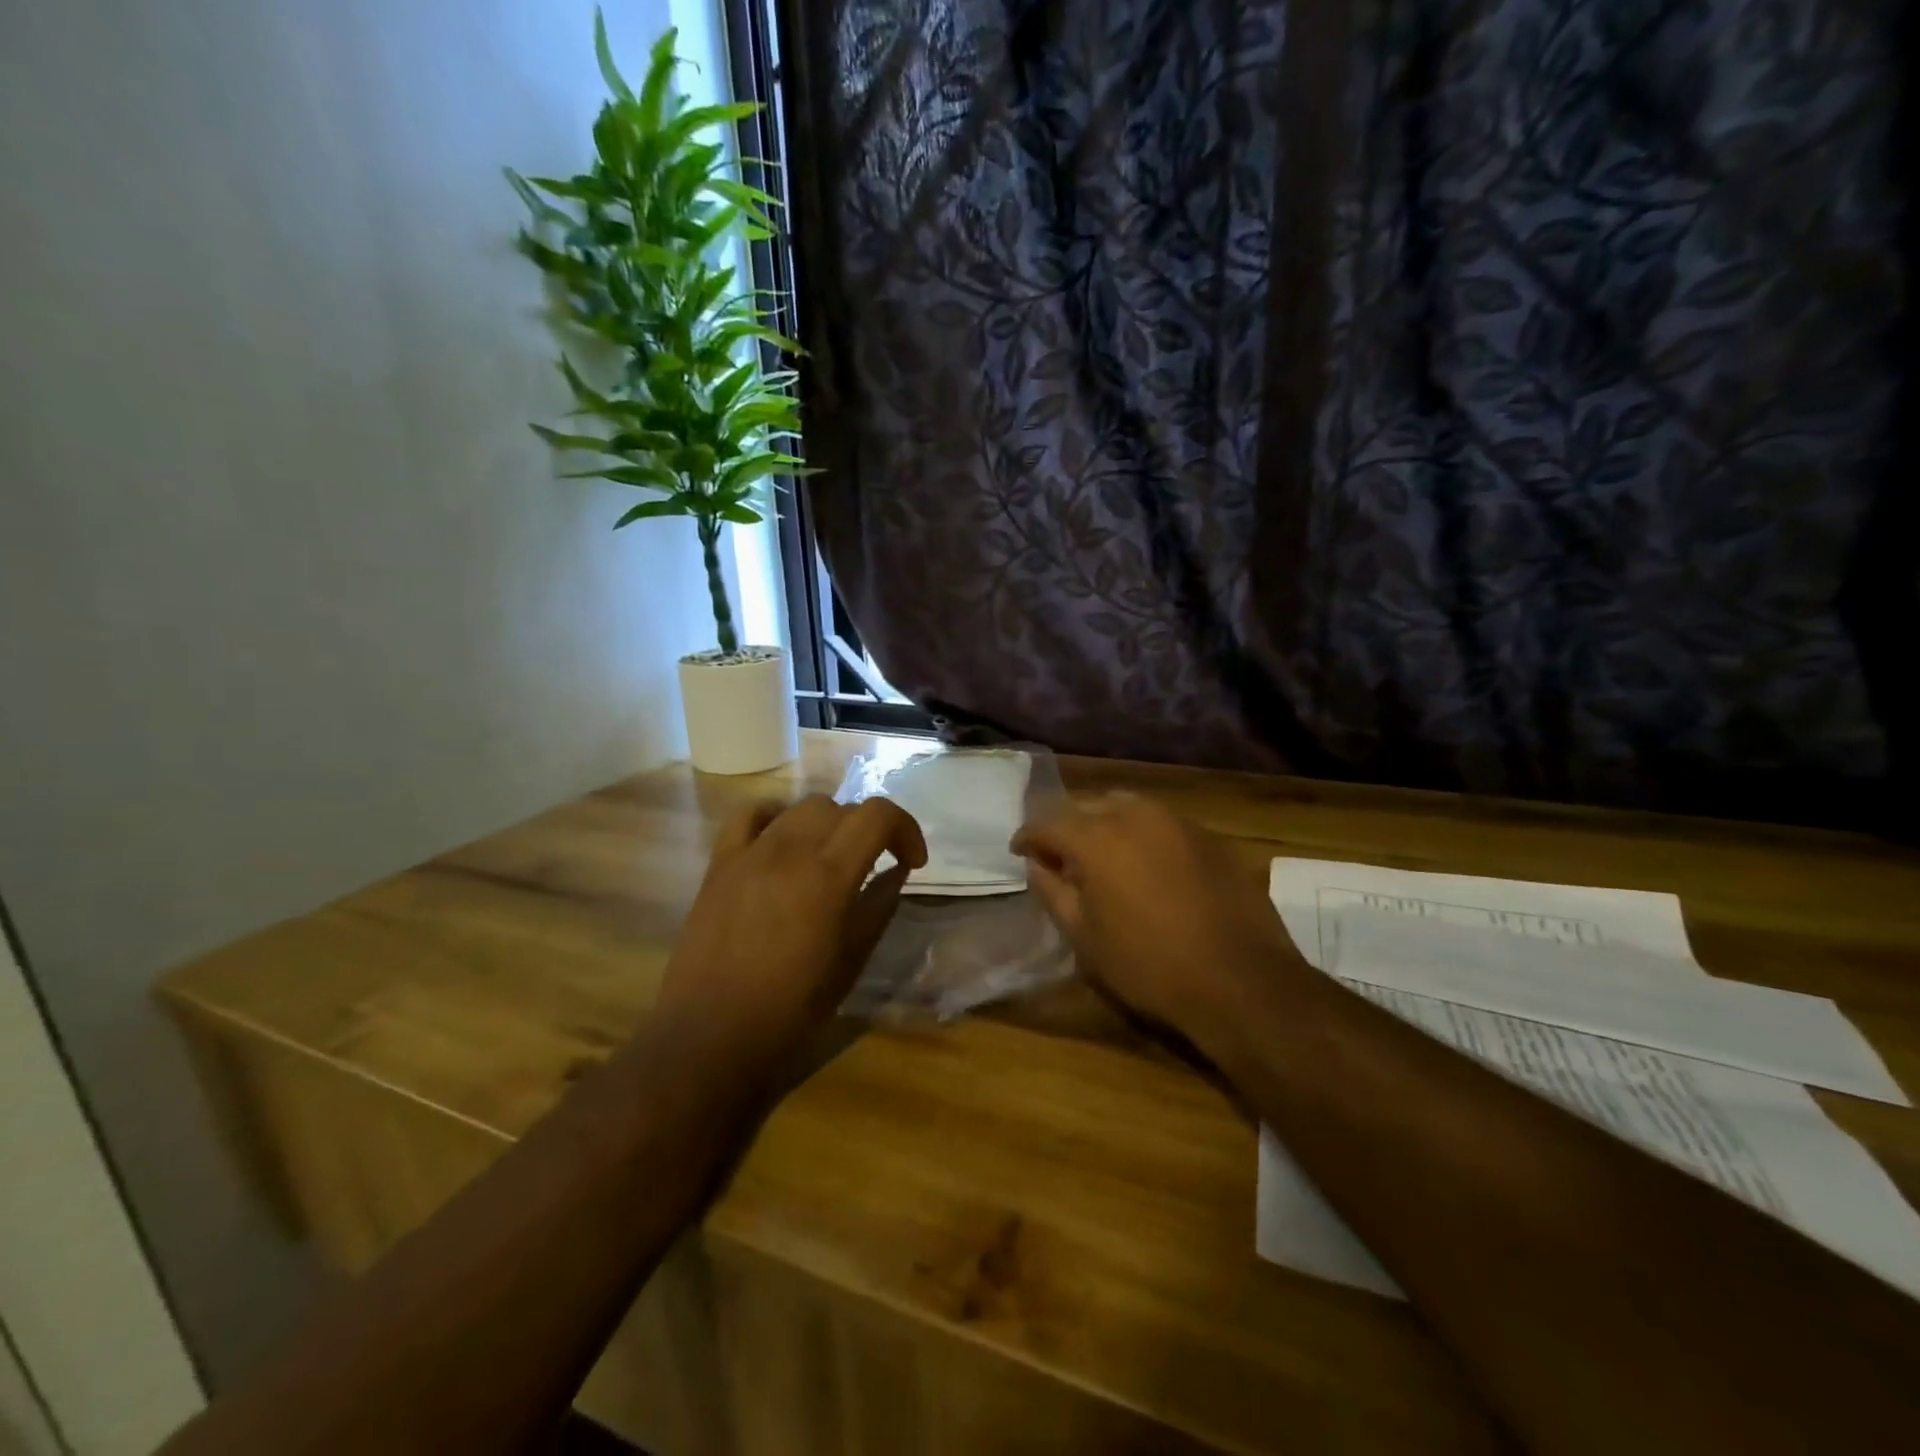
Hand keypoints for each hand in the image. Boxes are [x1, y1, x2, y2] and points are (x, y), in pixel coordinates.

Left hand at [651, 795, 926, 1069]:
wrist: (710, 1037)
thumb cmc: (791, 1010)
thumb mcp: (851, 962)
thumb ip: (878, 907)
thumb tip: (896, 872)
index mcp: (829, 876)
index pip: (878, 815)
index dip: (905, 828)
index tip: (912, 861)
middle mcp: (790, 850)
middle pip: (841, 807)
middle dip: (868, 830)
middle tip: (874, 865)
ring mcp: (750, 852)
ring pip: (800, 807)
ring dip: (827, 824)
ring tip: (829, 857)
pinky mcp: (719, 863)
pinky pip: (749, 815)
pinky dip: (776, 817)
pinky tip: (782, 841)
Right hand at [1011, 793, 1299, 1043]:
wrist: (1241, 979)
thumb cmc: (1149, 964)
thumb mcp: (1085, 937)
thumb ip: (1052, 892)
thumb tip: (1036, 865)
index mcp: (1096, 837)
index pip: (1048, 822)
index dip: (1029, 837)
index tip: (1019, 852)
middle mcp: (1134, 814)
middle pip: (1087, 807)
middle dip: (1068, 828)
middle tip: (1061, 858)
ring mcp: (1176, 820)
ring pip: (1126, 807)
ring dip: (1106, 825)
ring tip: (1104, 857)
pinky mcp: (1208, 835)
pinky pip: (1160, 822)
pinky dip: (1142, 834)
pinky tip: (1147, 865)